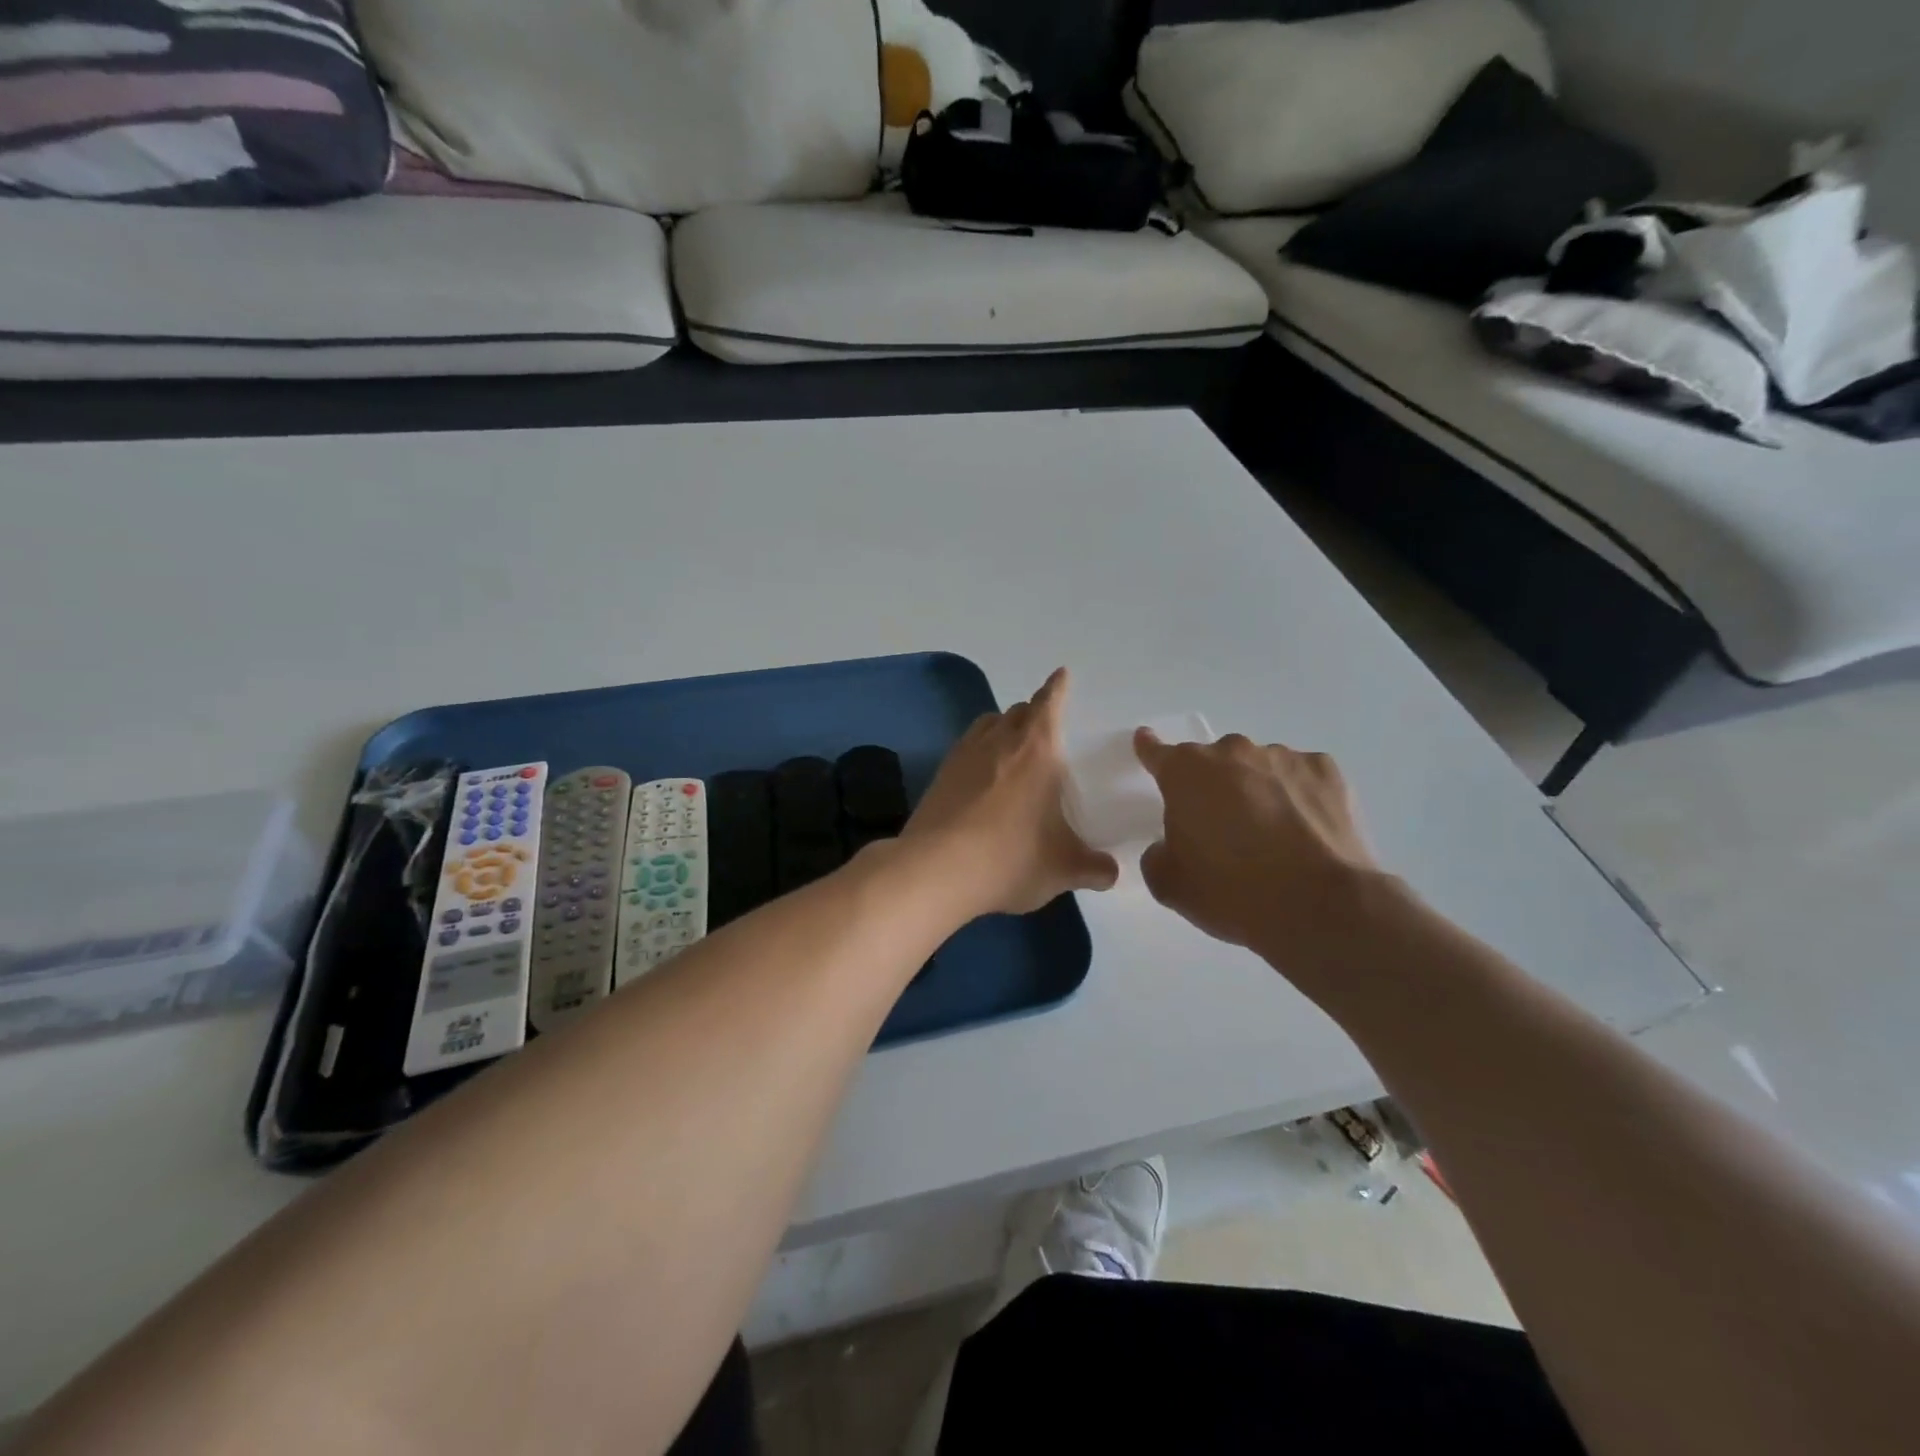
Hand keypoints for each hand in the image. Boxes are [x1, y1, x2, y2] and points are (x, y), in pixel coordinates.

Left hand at [900, 669, 1118, 915]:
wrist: (936, 870)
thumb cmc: (1011, 858)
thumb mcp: (1062, 868)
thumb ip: (1093, 868)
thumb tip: (1111, 874)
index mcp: (1038, 751)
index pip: (1049, 704)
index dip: (1057, 688)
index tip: (1061, 675)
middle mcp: (1000, 741)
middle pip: (1018, 711)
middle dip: (1034, 712)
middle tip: (1044, 726)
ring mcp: (964, 755)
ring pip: (987, 724)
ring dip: (1003, 726)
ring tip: (1012, 745)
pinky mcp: (939, 775)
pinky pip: (965, 747)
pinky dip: (978, 750)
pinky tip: (981, 776)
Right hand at [1134, 729, 1379, 952]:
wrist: (1320, 907)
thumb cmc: (1231, 892)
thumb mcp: (1170, 884)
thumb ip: (1157, 855)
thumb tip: (1169, 846)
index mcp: (1186, 773)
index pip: (1158, 752)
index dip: (1150, 750)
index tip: (1147, 744)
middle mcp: (1232, 752)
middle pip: (1213, 763)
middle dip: (1213, 787)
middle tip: (1222, 830)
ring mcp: (1282, 757)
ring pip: (1258, 768)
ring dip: (1256, 791)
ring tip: (1272, 837)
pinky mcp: (1325, 770)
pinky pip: (1300, 777)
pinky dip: (1297, 796)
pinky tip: (1305, 831)